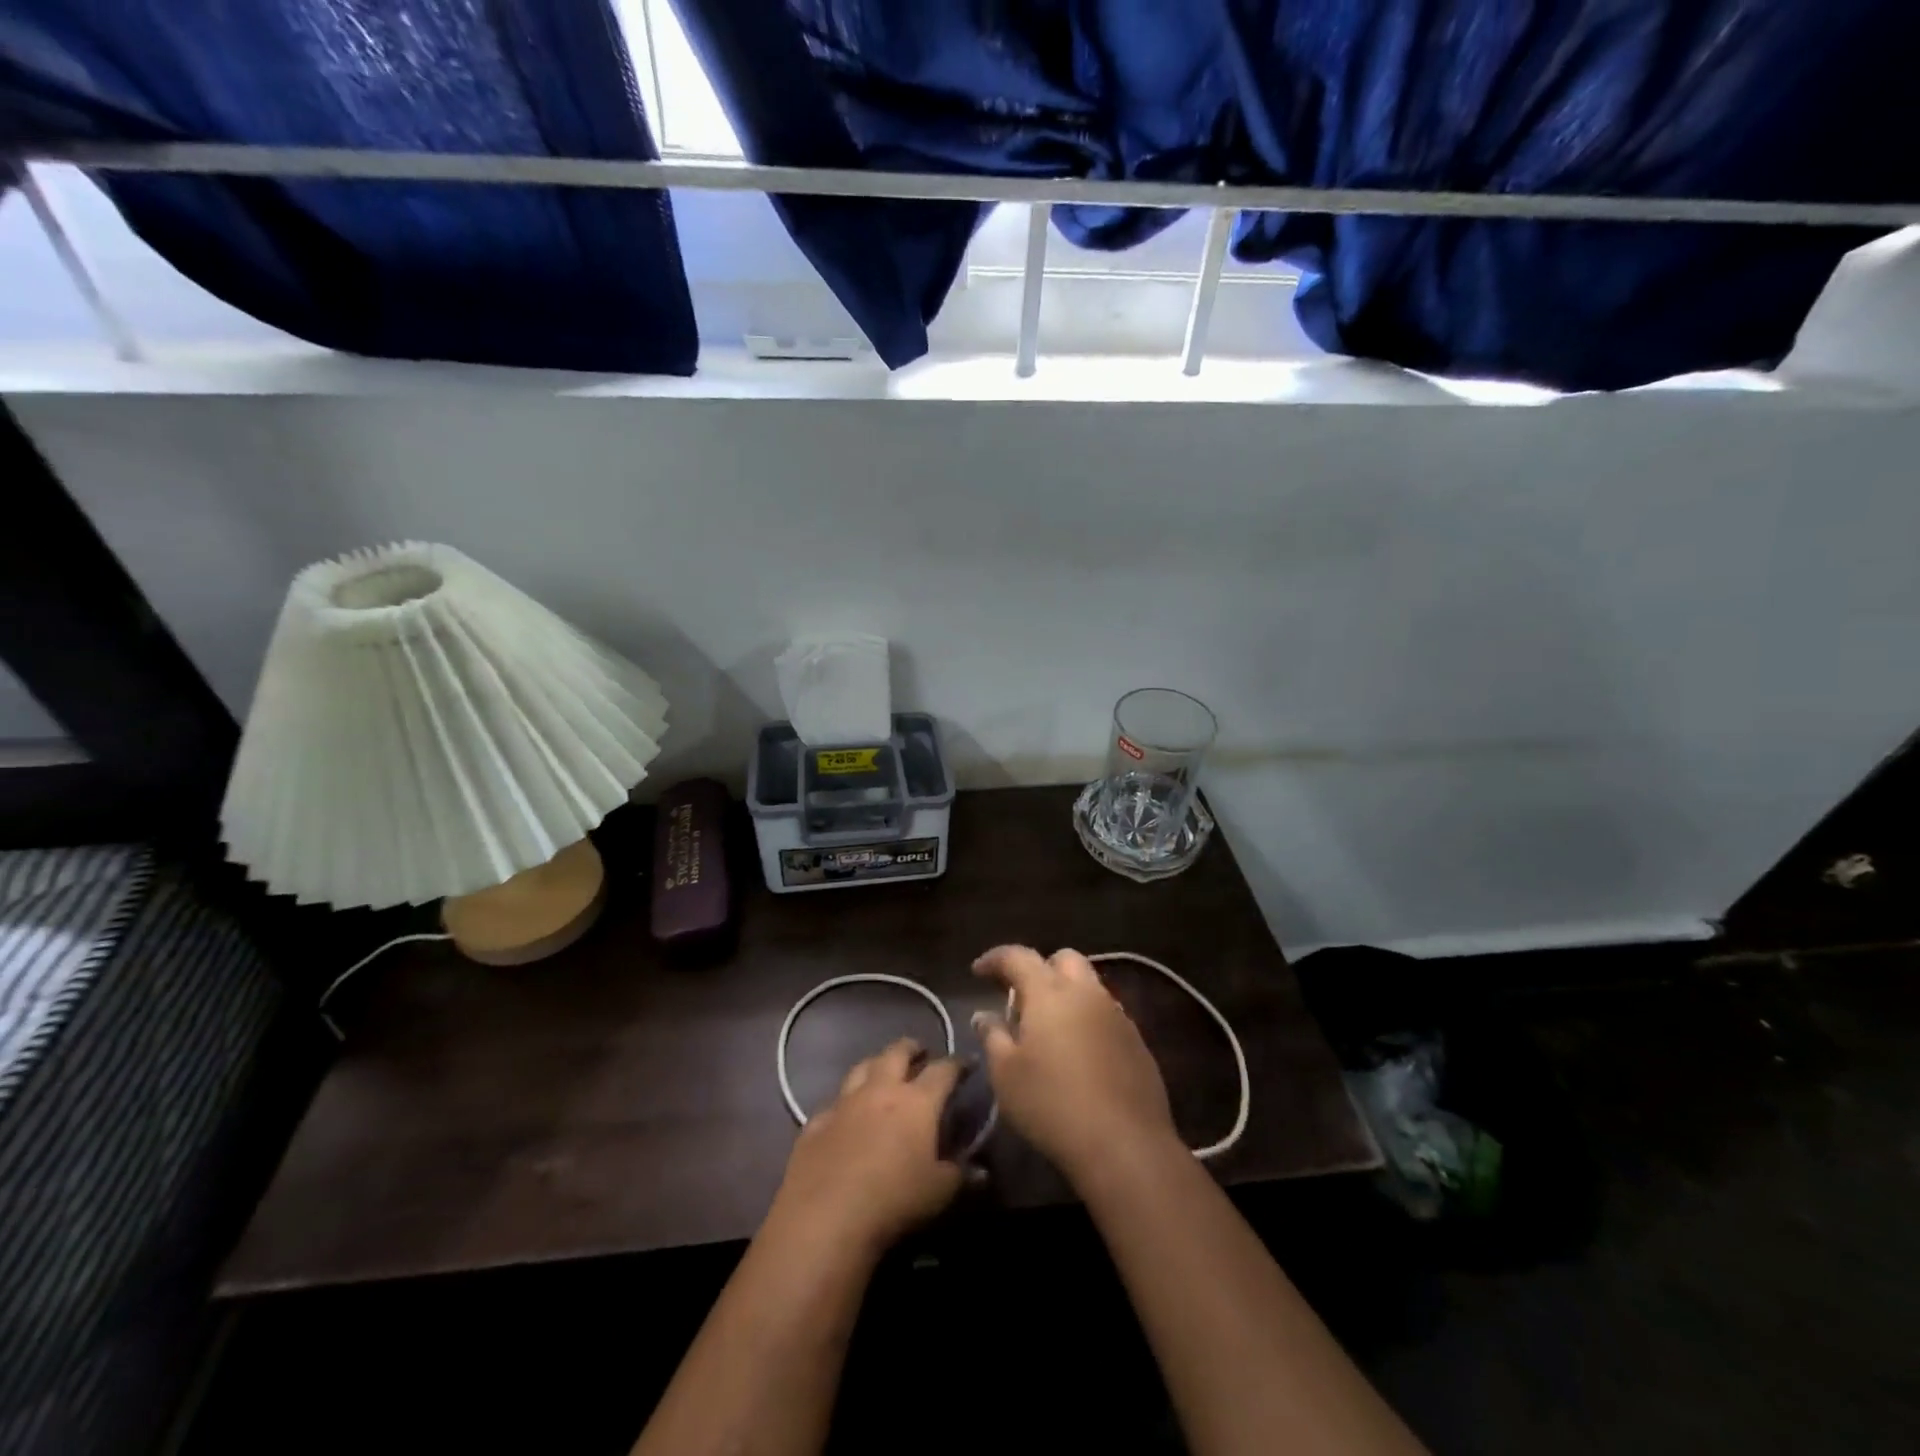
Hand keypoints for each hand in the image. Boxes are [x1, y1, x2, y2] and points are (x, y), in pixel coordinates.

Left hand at [771, 1038, 963, 1257]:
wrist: (826, 1216)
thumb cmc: (894, 1200)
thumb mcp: (939, 1192)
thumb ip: (960, 1175)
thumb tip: (981, 1171)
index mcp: (917, 1101)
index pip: (943, 1070)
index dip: (957, 1064)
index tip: (967, 1063)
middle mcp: (880, 1090)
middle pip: (897, 1053)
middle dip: (911, 1048)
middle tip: (920, 1052)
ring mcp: (844, 1103)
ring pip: (861, 1068)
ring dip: (876, 1064)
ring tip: (883, 1070)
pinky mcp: (816, 1122)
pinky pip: (833, 1102)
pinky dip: (844, 1102)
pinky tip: (845, 1112)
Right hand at [971, 945, 1179, 1183]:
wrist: (1125, 1144)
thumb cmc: (1052, 1104)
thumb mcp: (1006, 1074)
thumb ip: (993, 1036)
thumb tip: (984, 1015)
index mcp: (1050, 992)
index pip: (1018, 956)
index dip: (995, 959)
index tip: (978, 971)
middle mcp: (1086, 992)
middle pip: (1063, 959)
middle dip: (1039, 968)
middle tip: (1020, 997)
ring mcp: (1117, 1015)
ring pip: (1089, 985)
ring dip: (1066, 993)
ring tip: (1049, 1027)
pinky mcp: (1137, 1041)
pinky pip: (1106, 1014)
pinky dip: (1087, 1019)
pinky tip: (1078, 1052)